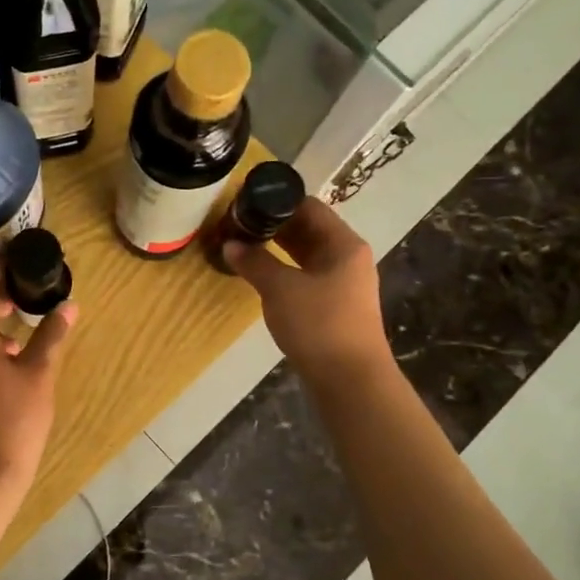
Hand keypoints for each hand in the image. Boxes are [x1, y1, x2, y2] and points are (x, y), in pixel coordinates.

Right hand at [224, 198, 390, 387]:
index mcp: (343, 244)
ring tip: (243, 245)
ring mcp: (342, 283)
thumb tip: (230, 244)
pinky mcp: (334, 305)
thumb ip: (254, 262)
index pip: (309, 207)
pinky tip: (260, 274)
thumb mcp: (280, 289)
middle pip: (308, 229)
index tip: (245, 202)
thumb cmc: (319, 324)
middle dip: (273, 226)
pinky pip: (305, 275)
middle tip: (237, 224)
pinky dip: (284, 270)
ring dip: (277, 249)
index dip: (277, 201)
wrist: (349, 379)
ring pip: (306, 254)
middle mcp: (347, 257)